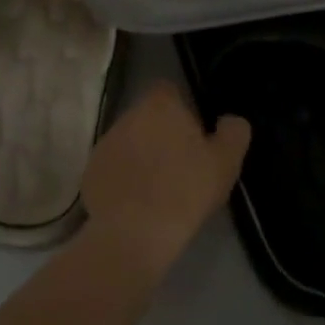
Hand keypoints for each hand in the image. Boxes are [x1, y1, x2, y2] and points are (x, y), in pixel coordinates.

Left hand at [80, 82, 250, 281]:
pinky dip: (124, 179)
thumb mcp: (225, 162)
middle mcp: (128, 115)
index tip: (194, 136)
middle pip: (148, 116)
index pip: (169, 91)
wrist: (134, 233)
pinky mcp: (90, 171)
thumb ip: (233, 132)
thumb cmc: (186, 190)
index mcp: (160, 104)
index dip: (183, 109)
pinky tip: (137, 204)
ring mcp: (105, 142)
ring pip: (129, 141)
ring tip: (159, 189)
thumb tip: (230, 120)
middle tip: (181, 165)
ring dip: (141, 156)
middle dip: (161, 134)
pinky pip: (113, 167)